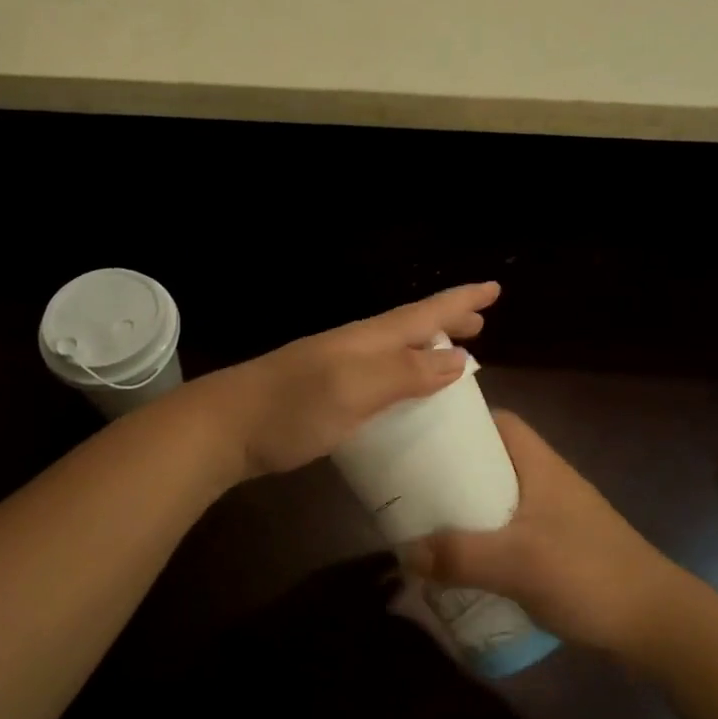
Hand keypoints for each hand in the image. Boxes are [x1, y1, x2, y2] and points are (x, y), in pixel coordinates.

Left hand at [206, 283, 499, 478]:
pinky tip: (402, 392)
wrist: (223, 428)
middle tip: (481, 323)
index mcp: (368, 339)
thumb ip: (405, 372)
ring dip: (426, 346)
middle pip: (411, 326)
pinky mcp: (323, 393)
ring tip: (453, 353)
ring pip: (394, 348)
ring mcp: (336, 368)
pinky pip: (378, 373)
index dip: (460, 301)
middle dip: (447, 321)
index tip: (494, 289)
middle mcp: (355, 346)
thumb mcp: (354, 389)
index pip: (424, 313)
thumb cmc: (292, 408)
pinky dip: (402, 373)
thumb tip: (460, 358)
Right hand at [403, 412, 688, 654]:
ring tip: (427, 523)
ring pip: (500, 499)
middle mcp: (547, 482)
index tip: (422, 433)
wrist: (656, 623)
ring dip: (468, 509)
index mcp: (539, 465)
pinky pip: (511, 532)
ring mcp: (556, 517)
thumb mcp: (517, 563)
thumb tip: (405, 553)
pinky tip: (464, 563)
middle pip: (492, 461)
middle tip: (412, 485)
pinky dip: (486, 540)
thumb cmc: (587, 573)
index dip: (462, 422)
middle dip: (454, 471)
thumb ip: (459, 556)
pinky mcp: (560, 549)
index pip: (499, 422)